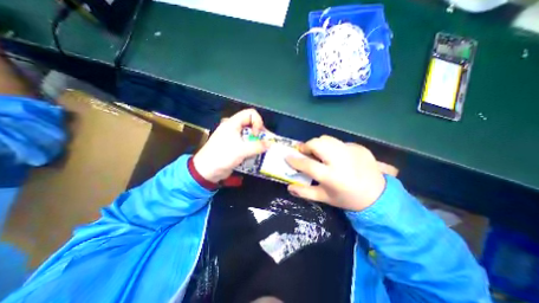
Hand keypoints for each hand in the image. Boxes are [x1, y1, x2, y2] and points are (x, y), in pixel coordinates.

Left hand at [192, 110, 268, 183]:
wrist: (207, 171)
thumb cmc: (222, 156)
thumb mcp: (241, 151)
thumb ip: (258, 146)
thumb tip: (271, 144)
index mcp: (232, 123)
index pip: (250, 113)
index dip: (257, 122)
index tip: (257, 135)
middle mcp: (233, 127)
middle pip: (251, 123)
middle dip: (260, 133)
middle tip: (264, 143)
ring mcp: (233, 136)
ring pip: (250, 134)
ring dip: (257, 141)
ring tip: (261, 150)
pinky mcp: (234, 145)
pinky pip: (247, 142)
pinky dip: (252, 146)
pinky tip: (255, 154)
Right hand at [286, 137, 394, 211]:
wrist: (378, 196)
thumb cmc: (347, 198)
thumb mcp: (324, 198)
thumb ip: (305, 192)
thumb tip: (289, 187)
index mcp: (331, 176)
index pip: (307, 164)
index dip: (295, 160)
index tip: (287, 156)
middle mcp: (341, 161)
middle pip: (317, 144)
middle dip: (306, 146)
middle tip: (305, 152)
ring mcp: (351, 152)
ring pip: (327, 139)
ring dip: (318, 144)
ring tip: (318, 153)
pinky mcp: (359, 147)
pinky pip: (339, 142)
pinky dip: (332, 147)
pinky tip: (336, 157)